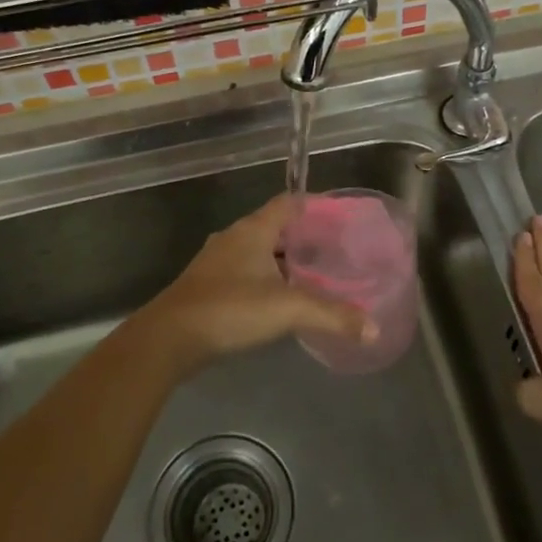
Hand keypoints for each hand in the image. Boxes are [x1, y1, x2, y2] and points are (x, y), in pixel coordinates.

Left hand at [135, 194, 375, 372]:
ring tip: (313, 274)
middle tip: (333, 249)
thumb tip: (373, 329)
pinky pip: (245, 272)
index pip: (288, 202)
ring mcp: (217, 261)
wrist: (169, 338)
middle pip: (274, 226)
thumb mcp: (287, 309)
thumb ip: (332, 316)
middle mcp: (234, 238)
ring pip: (258, 251)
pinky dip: (266, 278)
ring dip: (283, 259)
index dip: (313, 204)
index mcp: (253, 230)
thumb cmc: (230, 309)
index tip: (339, 215)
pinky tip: (280, 298)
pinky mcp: (208, 285)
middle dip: (302, 236)